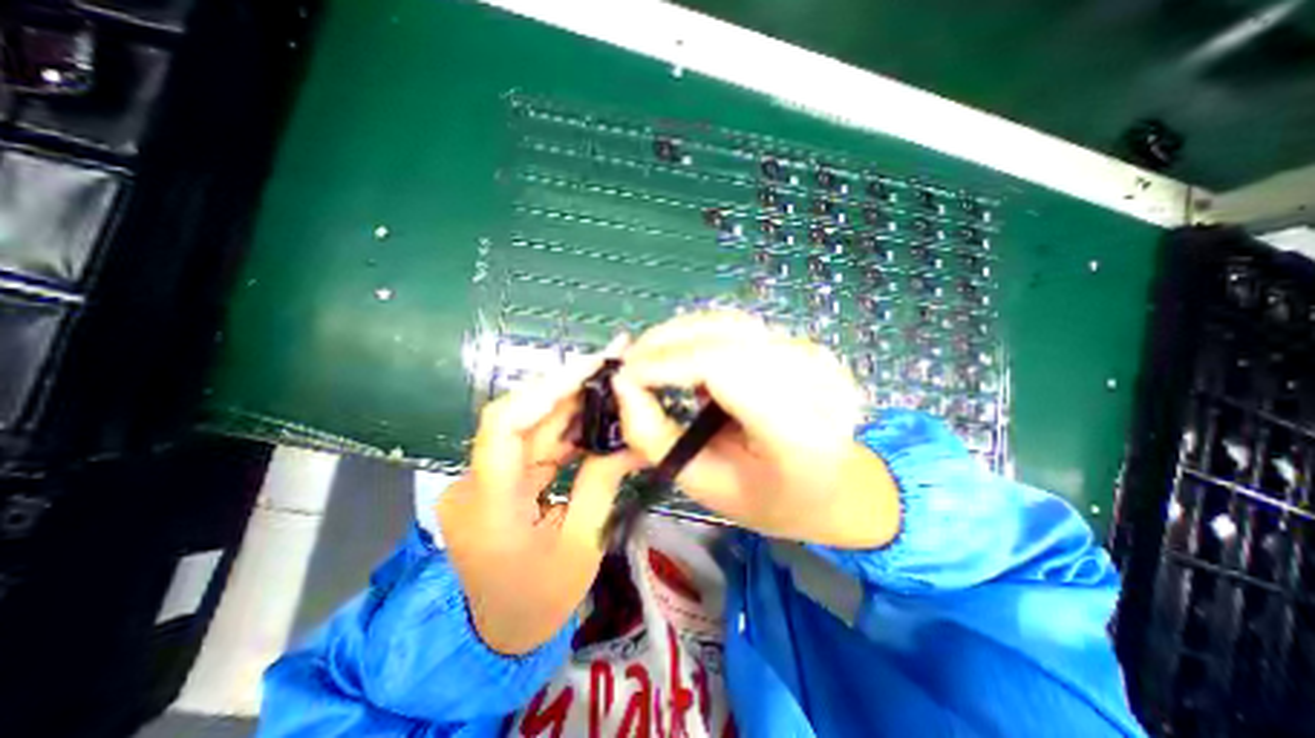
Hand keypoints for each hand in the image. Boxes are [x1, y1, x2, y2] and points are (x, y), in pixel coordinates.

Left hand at [437, 342, 645, 655]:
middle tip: (611, 364)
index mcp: (490, 509)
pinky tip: (594, 414)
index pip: (503, 427)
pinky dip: (565, 428)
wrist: (501, 632)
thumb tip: (633, 437)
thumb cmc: (542, 599)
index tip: (588, 367)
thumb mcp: (582, 543)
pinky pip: (533, 443)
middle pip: (521, 419)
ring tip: (610, 383)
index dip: (544, 390)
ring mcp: (483, 480)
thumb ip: (602, 481)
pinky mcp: (496, 479)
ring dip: (570, 404)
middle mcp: (475, 484)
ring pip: (529, 427)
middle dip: (569, 389)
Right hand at [613, 310, 899, 546]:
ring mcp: (816, 358)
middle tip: (629, 362)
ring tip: (649, 355)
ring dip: (681, 333)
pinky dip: (702, 334)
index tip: (625, 375)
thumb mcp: (703, 484)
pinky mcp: (805, 346)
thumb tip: (622, 385)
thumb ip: (655, 437)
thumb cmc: (768, 500)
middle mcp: (815, 383)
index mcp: (798, 433)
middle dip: (667, 342)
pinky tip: (682, 353)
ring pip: (732, 323)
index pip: (723, 368)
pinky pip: (742, 328)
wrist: (836, 488)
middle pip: (726, 336)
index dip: (666, 363)